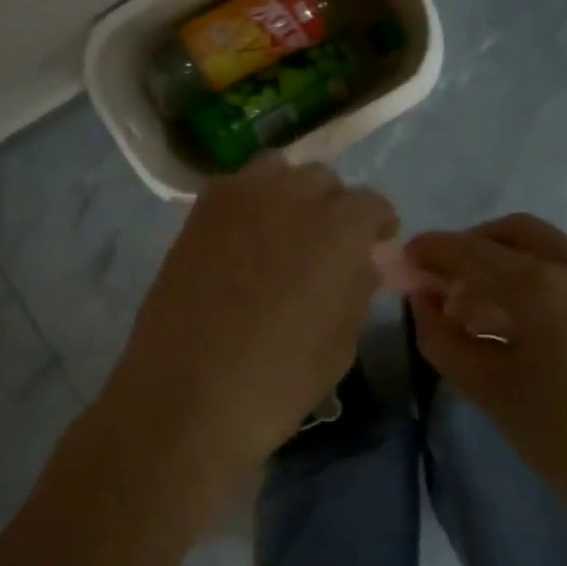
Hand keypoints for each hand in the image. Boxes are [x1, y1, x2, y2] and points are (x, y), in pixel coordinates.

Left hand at [101, 158, 398, 505]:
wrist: (188, 394)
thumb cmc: (279, 379)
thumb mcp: (340, 342)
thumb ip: (357, 288)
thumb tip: (362, 261)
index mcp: (339, 227)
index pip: (372, 204)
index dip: (378, 225)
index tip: (375, 245)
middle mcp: (292, 196)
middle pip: (323, 180)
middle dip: (333, 207)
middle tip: (327, 244)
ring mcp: (239, 198)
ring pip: (276, 171)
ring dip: (289, 193)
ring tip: (283, 231)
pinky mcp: (199, 212)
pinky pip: (234, 188)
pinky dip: (248, 202)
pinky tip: (242, 239)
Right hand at [404, 214, 566, 547]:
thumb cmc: (566, 442)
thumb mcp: (488, 391)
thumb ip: (443, 337)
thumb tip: (422, 300)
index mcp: (546, 289)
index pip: (474, 251)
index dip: (433, 250)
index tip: (405, 257)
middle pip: (514, 233)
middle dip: (472, 247)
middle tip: (444, 279)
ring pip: (549, 249)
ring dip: (506, 264)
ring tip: (480, 308)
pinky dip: (541, 281)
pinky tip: (526, 322)